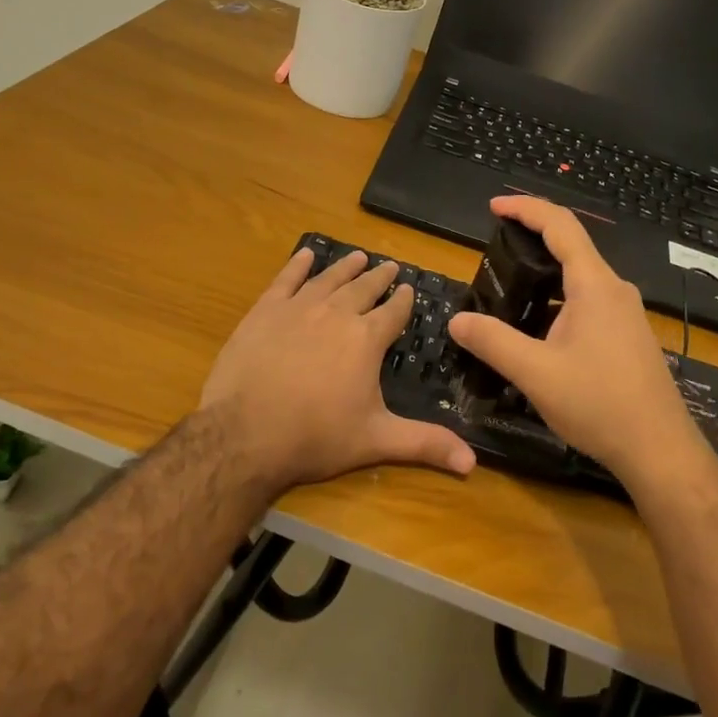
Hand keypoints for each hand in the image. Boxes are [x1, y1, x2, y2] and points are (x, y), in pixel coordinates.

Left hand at [200, 247, 476, 495]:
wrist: (245, 433)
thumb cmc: (315, 437)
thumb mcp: (376, 441)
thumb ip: (424, 444)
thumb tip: (472, 462)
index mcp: (366, 339)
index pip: (393, 312)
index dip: (404, 301)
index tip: (410, 289)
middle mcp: (336, 313)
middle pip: (364, 288)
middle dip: (380, 278)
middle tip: (390, 266)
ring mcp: (298, 308)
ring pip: (329, 279)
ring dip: (346, 266)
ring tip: (358, 256)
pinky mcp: (265, 311)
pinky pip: (286, 280)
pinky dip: (298, 265)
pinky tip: (305, 255)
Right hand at [447, 196, 698, 481]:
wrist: (660, 450)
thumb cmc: (599, 404)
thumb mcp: (535, 373)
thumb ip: (493, 342)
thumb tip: (456, 320)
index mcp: (594, 285)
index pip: (560, 226)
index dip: (525, 208)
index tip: (493, 206)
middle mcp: (614, 290)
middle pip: (571, 247)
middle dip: (531, 240)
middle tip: (493, 250)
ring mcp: (625, 314)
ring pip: (578, 279)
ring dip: (543, 277)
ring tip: (507, 292)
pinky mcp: (628, 336)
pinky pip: (588, 302)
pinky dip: (557, 301)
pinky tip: (537, 330)